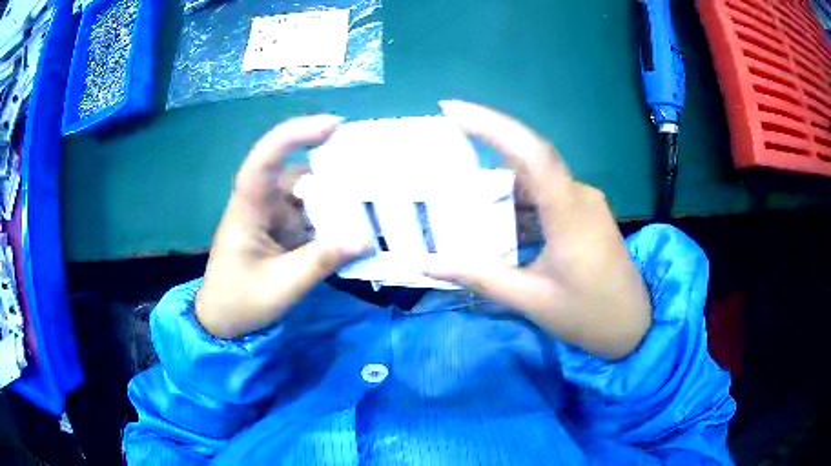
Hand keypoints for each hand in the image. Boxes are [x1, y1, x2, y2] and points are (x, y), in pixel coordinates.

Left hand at [196, 115, 367, 337]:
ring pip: (307, 193)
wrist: (222, 321)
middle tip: (375, 169)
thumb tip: (364, 239)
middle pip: (295, 172)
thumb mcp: (281, 287)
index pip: (264, 160)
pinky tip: (356, 223)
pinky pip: (310, 214)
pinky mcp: (281, 229)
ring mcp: (272, 215)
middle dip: (332, 167)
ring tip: (375, 197)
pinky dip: (331, 217)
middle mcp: (261, 203)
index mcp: (248, 210)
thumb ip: (320, 262)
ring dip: (336, 195)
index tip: (333, 126)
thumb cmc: (240, 302)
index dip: (294, 136)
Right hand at [428, 101, 651, 359]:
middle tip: (443, 143)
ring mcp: (583, 202)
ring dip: (499, 182)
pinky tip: (494, 218)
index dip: (491, 126)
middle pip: (529, 157)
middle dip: (486, 143)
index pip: (531, 153)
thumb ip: (481, 277)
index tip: (451, 109)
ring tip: (458, 189)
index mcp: (570, 213)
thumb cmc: (589, 315)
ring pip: (535, 177)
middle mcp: (579, 195)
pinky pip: (545, 195)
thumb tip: (429, 265)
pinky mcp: (583, 213)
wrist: (634, 325)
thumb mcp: (533, 300)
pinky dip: (516, 201)